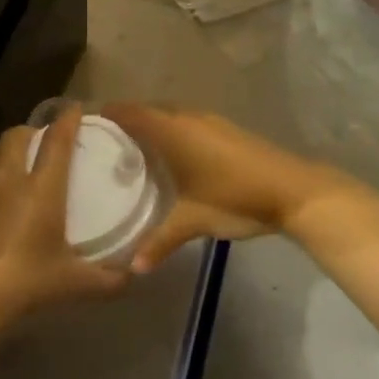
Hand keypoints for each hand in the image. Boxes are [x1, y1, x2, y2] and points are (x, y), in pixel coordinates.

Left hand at [0, 105, 127, 321]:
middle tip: (37, 143)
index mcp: (42, 188)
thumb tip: (134, 276)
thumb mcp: (76, 284)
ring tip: (2, 166)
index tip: (74, 109)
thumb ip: (109, 279)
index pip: (57, 140)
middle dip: (29, 132)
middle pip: (16, 135)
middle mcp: (7, 178)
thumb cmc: (29, 285)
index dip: (67, 120)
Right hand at [102, 105, 353, 270]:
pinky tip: (169, 155)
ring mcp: (210, 121)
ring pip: (170, 114)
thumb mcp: (194, 222)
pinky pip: (186, 121)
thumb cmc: (236, 198)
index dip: (109, 114)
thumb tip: (132, 268)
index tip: (86, 123)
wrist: (293, 190)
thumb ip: (161, 241)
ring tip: (130, 147)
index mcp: (173, 130)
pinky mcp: (225, 129)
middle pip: (149, 110)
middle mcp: (188, 117)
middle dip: (126, 120)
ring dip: (151, 124)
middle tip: (103, 141)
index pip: (132, 112)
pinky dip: (170, 130)